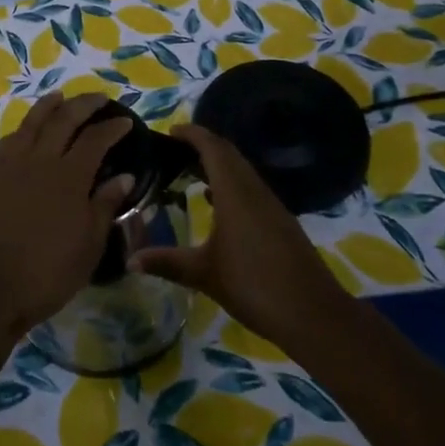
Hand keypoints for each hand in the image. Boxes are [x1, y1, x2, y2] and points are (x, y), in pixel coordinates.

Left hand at [0, 93, 134, 339]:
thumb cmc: (48, 273)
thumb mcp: (88, 245)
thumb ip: (104, 205)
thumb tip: (123, 176)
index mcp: (69, 176)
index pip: (95, 139)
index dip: (112, 128)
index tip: (126, 121)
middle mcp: (40, 160)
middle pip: (63, 120)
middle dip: (83, 105)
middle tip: (99, 99)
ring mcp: (10, 166)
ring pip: (31, 123)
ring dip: (48, 106)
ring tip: (60, 96)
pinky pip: (6, 142)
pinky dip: (19, 130)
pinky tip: (24, 132)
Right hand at [130, 123, 346, 345]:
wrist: (314, 315)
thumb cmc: (254, 286)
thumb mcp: (204, 274)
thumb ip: (167, 262)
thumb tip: (130, 259)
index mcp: (235, 192)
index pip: (213, 147)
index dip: (192, 134)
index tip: (170, 131)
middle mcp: (254, 190)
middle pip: (229, 154)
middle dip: (203, 145)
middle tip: (174, 149)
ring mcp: (271, 205)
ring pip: (242, 171)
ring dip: (218, 164)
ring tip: (189, 171)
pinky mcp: (281, 222)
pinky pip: (251, 188)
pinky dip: (231, 184)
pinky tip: (217, 203)